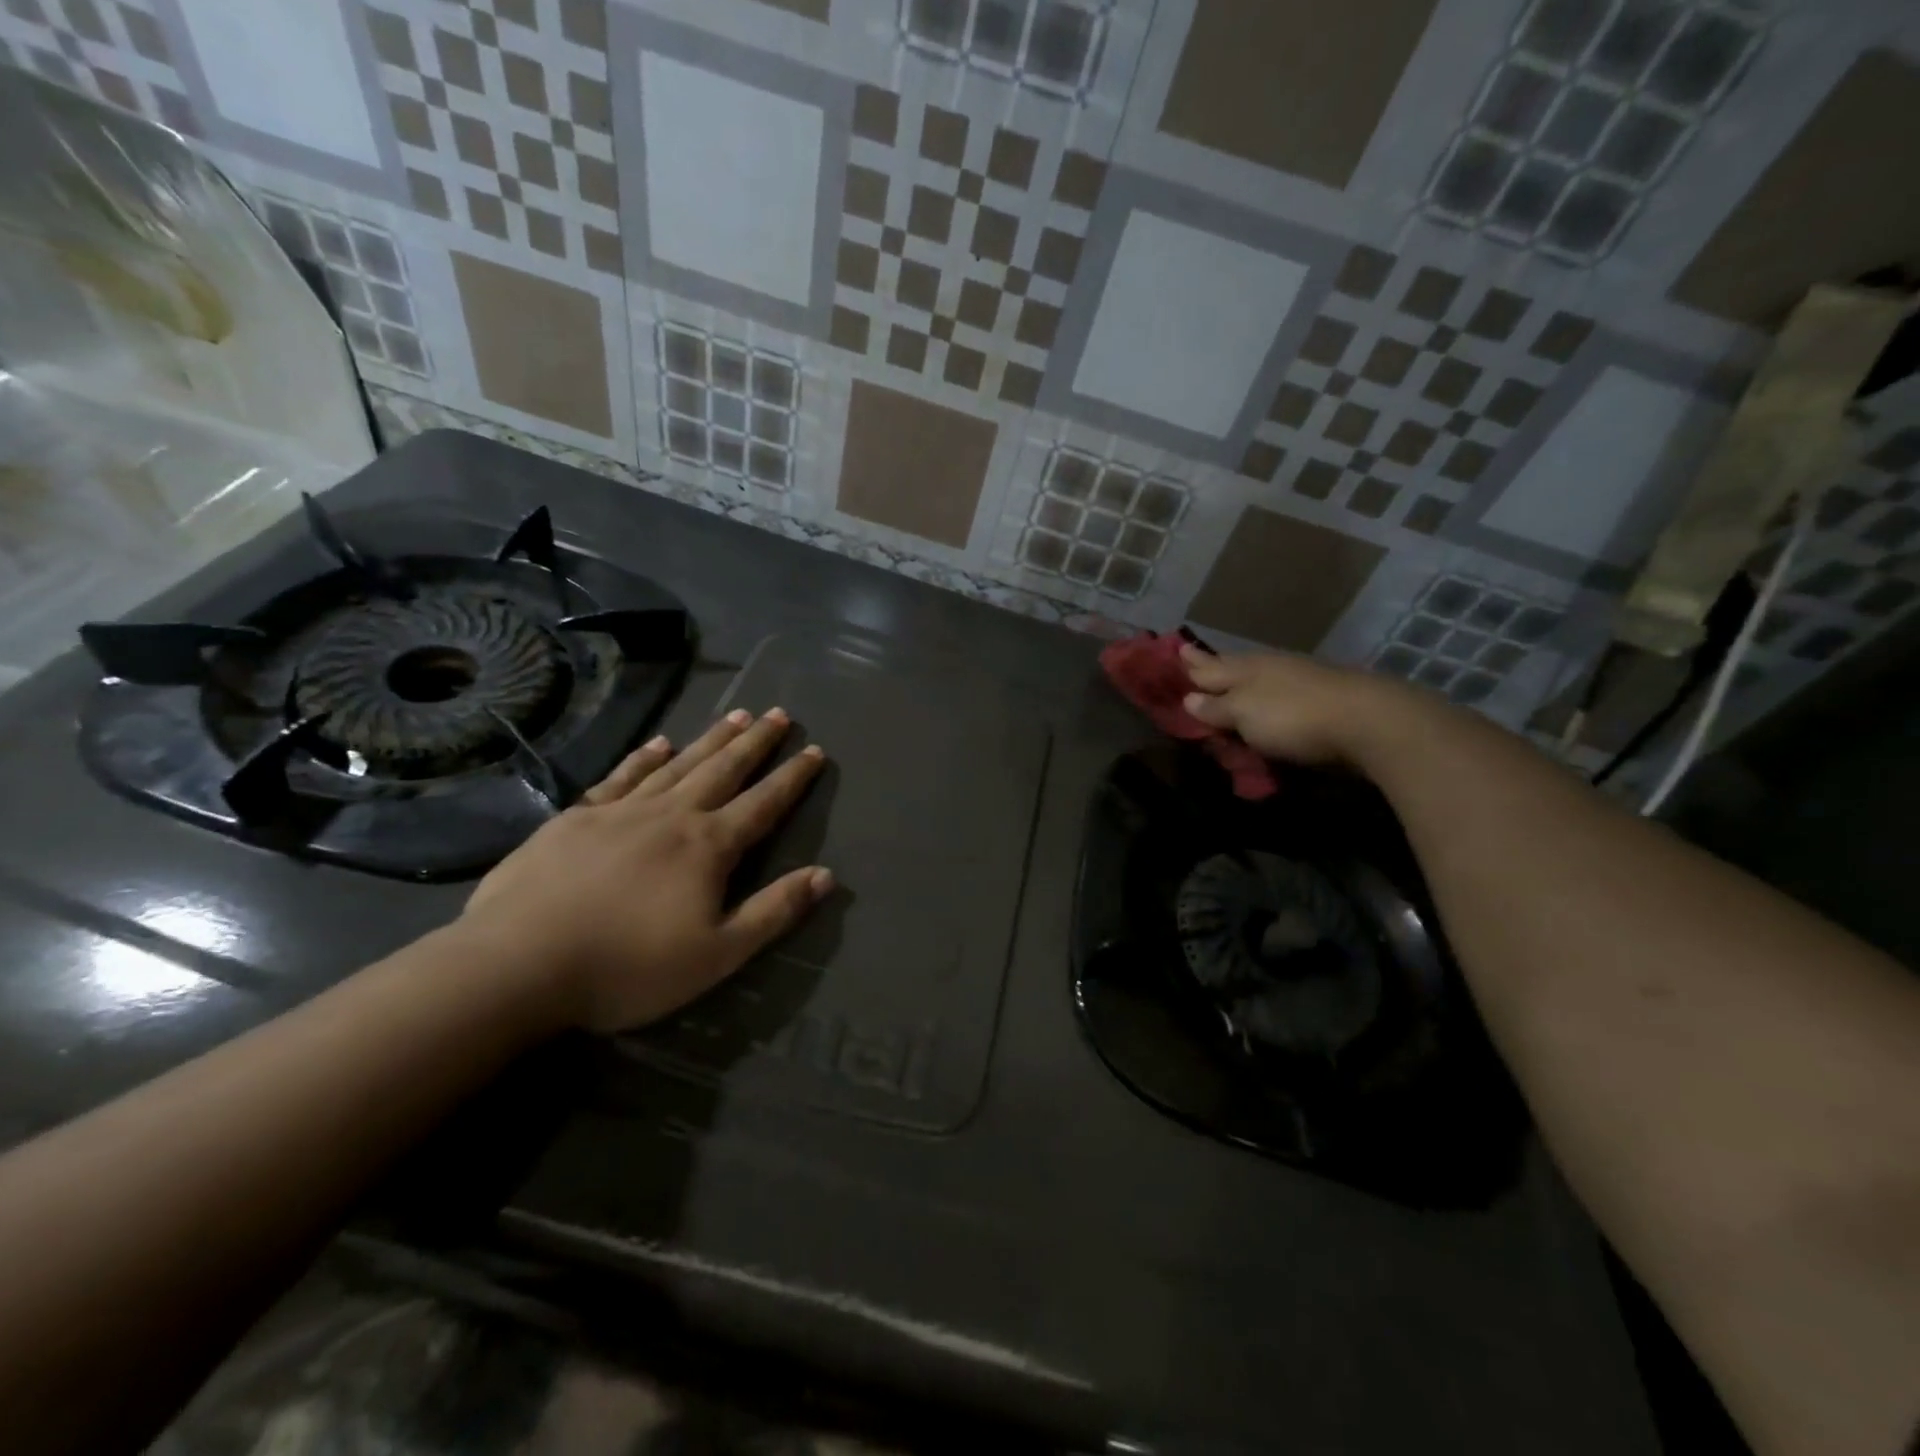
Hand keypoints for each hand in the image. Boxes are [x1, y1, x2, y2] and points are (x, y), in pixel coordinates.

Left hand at [463, 707, 830, 1033]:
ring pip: (678, 764)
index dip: (793, 778)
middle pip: (724, 770)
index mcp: (708, 847)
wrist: (518, 964)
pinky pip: (622, 776)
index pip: (763, 804)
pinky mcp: (576, 818)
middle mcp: (671, 815)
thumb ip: (774, 911)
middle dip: (755, 742)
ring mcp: (621, 811)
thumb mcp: (717, 954)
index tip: (815, 750)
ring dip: (710, 739)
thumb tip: (826, 875)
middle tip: (778, 713)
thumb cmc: (628, 967)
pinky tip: (659, 742)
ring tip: (735, 715)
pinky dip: (644, 756)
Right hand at [1180, 644, 1423, 767]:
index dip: (1190, 664)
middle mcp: (1270, 667)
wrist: (1369, 720)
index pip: (1209, 666)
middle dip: (1213, 665)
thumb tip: (1189, 697)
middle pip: (1234, 666)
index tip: (1176, 651)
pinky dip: (1267, 695)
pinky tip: (1269, 697)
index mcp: (1245, 669)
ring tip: (1228, 678)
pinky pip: (1282, 693)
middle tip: (1194, 658)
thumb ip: (1216, 707)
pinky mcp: (1323, 696)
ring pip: (1260, 676)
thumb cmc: (1292, 717)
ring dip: (1241, 679)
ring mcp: (1300, 679)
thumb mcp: (1244, 714)